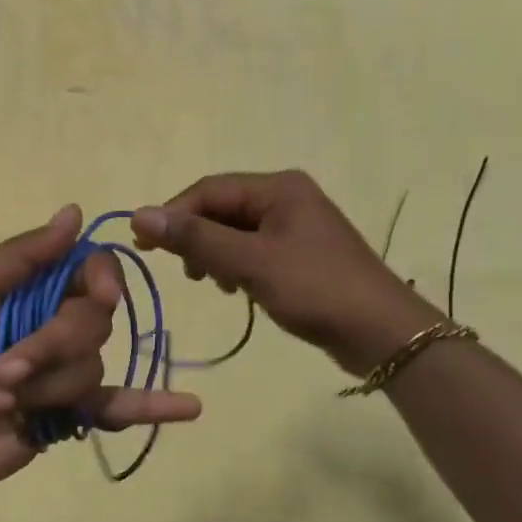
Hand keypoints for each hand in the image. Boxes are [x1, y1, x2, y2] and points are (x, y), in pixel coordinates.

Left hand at [0, 206, 201, 503]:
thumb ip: (21, 256)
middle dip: (48, 347)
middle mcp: (55, 324)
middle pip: (94, 321)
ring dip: (40, 388)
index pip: (90, 271)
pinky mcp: (70, 416)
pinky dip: (152, 407)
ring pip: (91, 367)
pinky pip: (118, 408)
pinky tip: (190, 408)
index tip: (98, 294)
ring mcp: (64, 372)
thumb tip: (75, 212)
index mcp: (31, 288)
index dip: (100, 280)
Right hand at [132, 171, 438, 375]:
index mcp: (278, 188)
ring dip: (215, 254)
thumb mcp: (250, 262)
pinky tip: (237, 290)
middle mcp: (286, 197)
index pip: (209, 190)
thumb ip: (195, 238)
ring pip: (235, 231)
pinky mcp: (299, 253)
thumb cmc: (315, 289)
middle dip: (197, 237)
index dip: (173, 214)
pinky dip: (236, 266)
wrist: (382, 333)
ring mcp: (295, 225)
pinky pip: (253, 250)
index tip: (144, 245)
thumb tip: (139, 215)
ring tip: (214, 284)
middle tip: (186, 272)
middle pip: (221, 209)